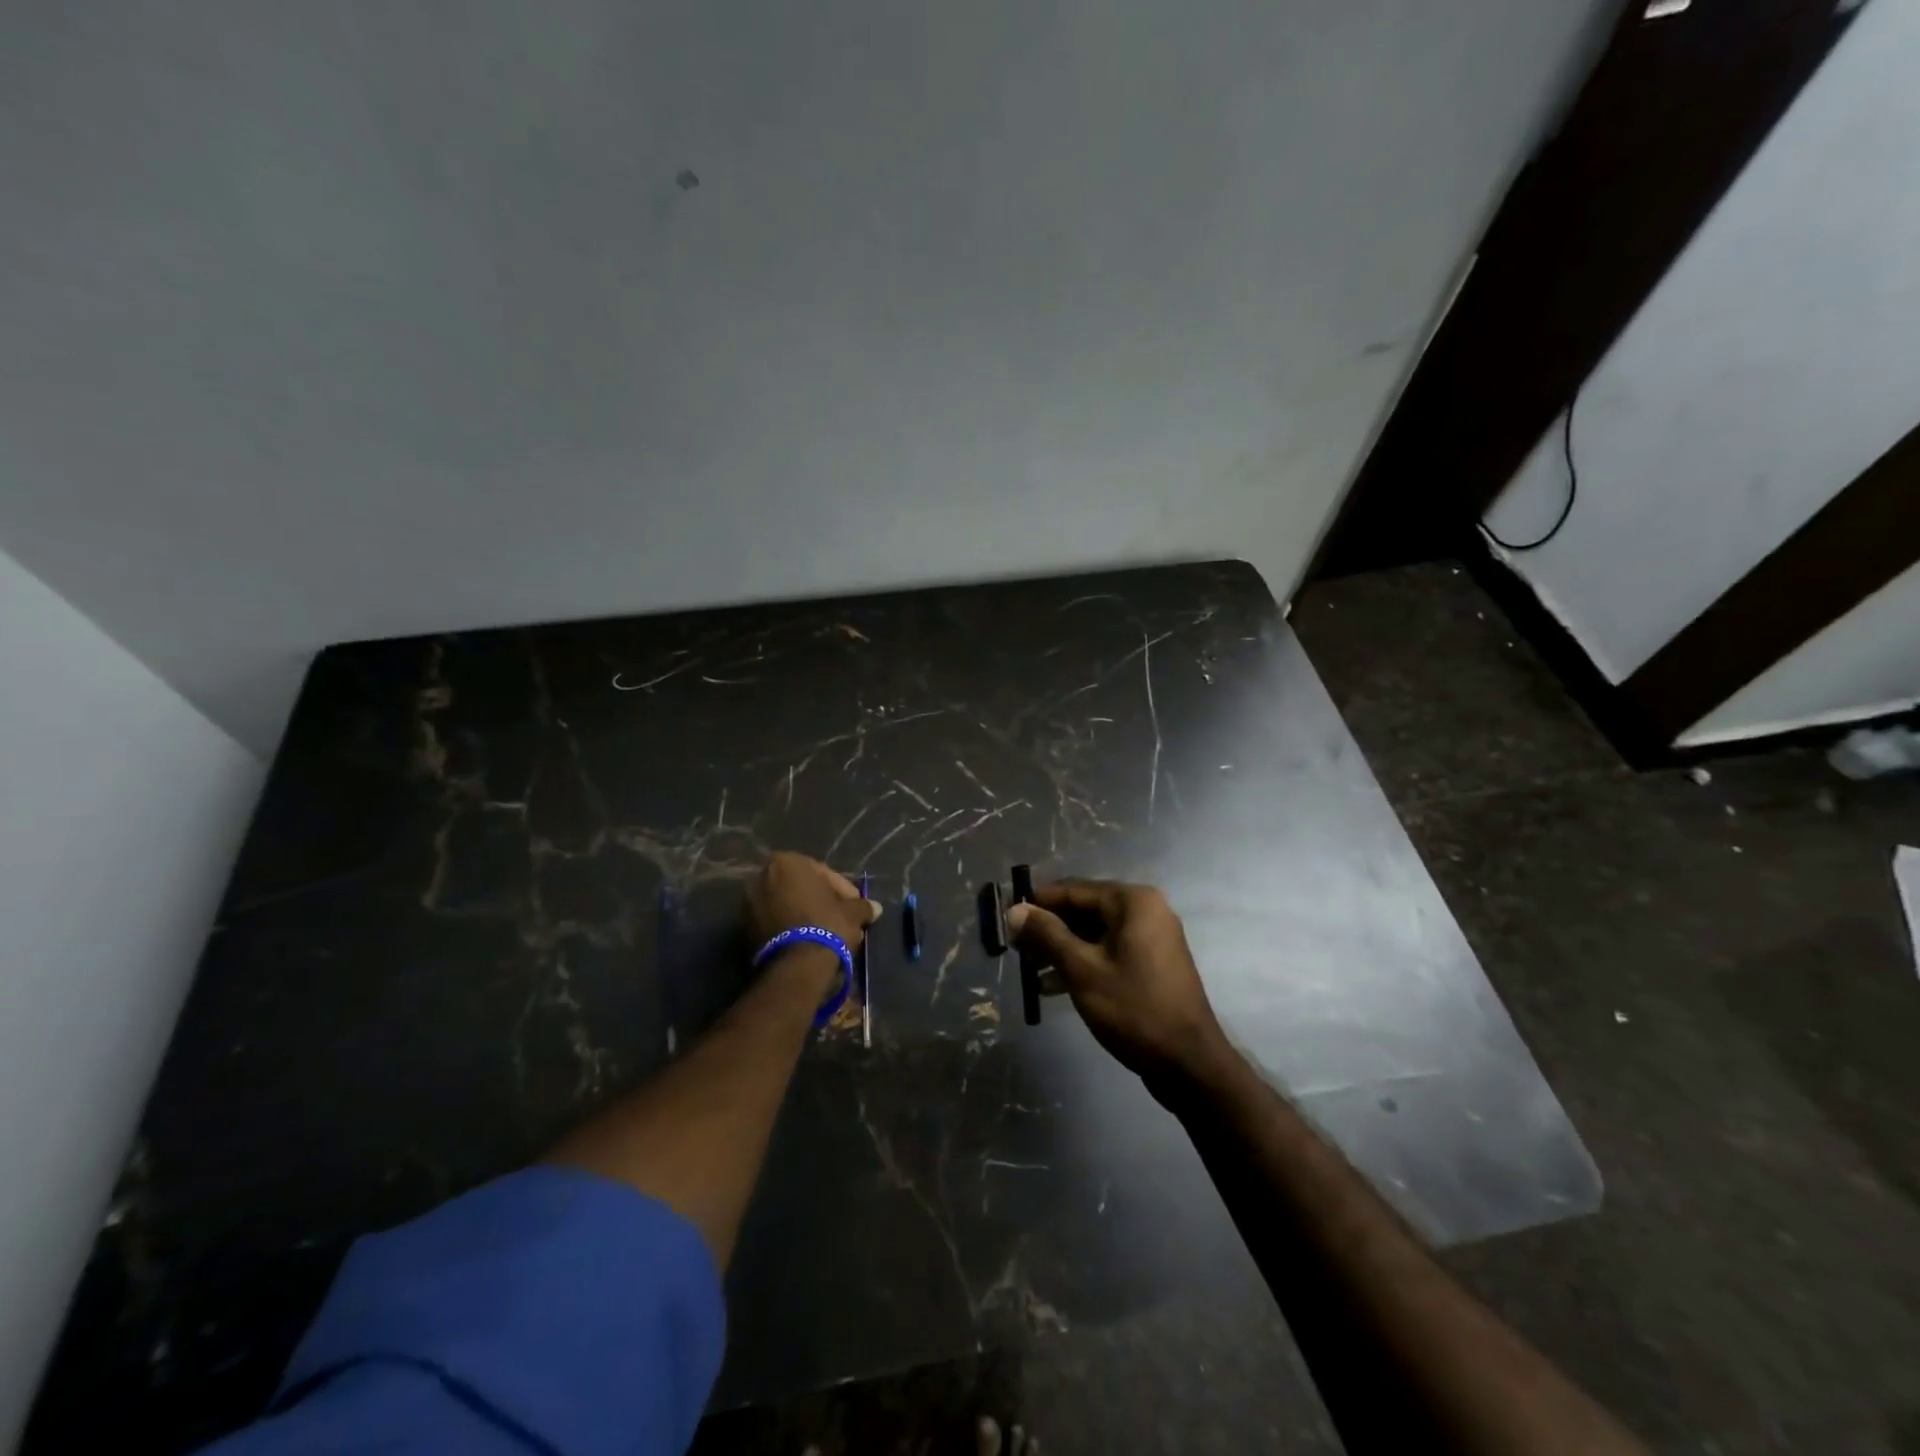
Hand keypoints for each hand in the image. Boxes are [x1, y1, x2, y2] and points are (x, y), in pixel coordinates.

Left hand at [747, 851, 881, 977]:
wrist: (795, 966)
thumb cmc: (826, 925)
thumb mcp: (852, 912)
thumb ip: (862, 906)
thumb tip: (875, 908)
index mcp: (787, 862)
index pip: (823, 872)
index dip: (843, 890)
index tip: (855, 906)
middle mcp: (762, 876)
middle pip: (802, 887)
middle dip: (822, 901)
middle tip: (841, 918)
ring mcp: (749, 903)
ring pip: (788, 905)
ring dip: (806, 915)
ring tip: (827, 933)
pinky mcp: (744, 929)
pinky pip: (775, 921)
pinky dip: (791, 927)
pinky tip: (810, 942)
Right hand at [1007, 878, 1227, 1081]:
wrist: (1188, 1063)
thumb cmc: (1134, 1008)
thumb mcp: (1082, 969)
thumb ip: (1047, 935)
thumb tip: (1015, 909)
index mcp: (1133, 901)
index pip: (1073, 890)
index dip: (1038, 904)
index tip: (1008, 920)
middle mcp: (1145, 910)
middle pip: (1084, 910)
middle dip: (1049, 929)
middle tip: (1016, 949)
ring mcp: (1151, 938)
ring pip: (1095, 933)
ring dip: (1062, 949)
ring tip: (1029, 969)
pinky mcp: (1151, 964)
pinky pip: (1109, 951)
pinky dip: (1083, 963)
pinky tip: (1052, 985)